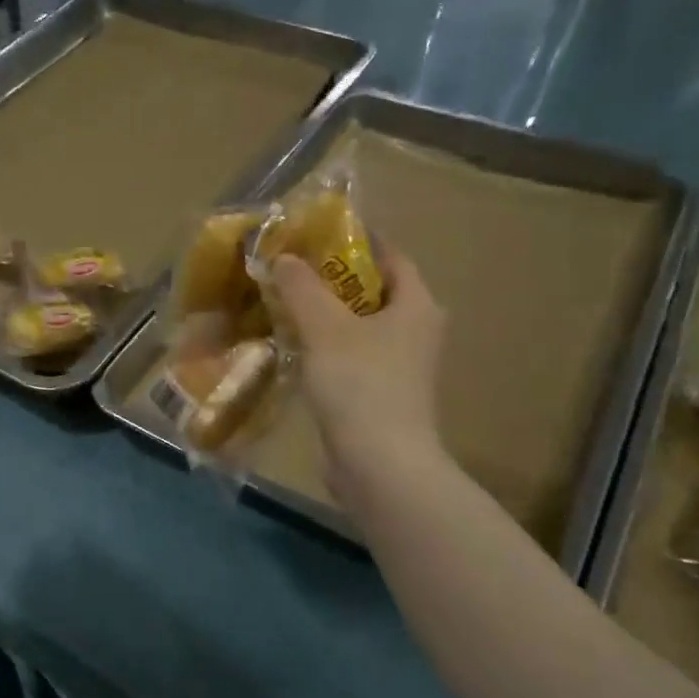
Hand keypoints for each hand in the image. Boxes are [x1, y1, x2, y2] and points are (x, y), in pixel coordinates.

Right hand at [272, 243, 451, 503]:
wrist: (379, 464)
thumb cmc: (361, 384)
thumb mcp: (325, 327)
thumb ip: (302, 287)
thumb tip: (283, 257)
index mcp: (416, 305)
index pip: (391, 256)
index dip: (357, 241)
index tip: (316, 233)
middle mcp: (415, 331)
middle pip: (372, 291)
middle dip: (331, 278)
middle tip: (290, 267)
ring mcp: (399, 366)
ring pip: (358, 326)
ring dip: (324, 314)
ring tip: (282, 301)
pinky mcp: (380, 394)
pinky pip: (350, 357)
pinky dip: (324, 347)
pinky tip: (292, 346)